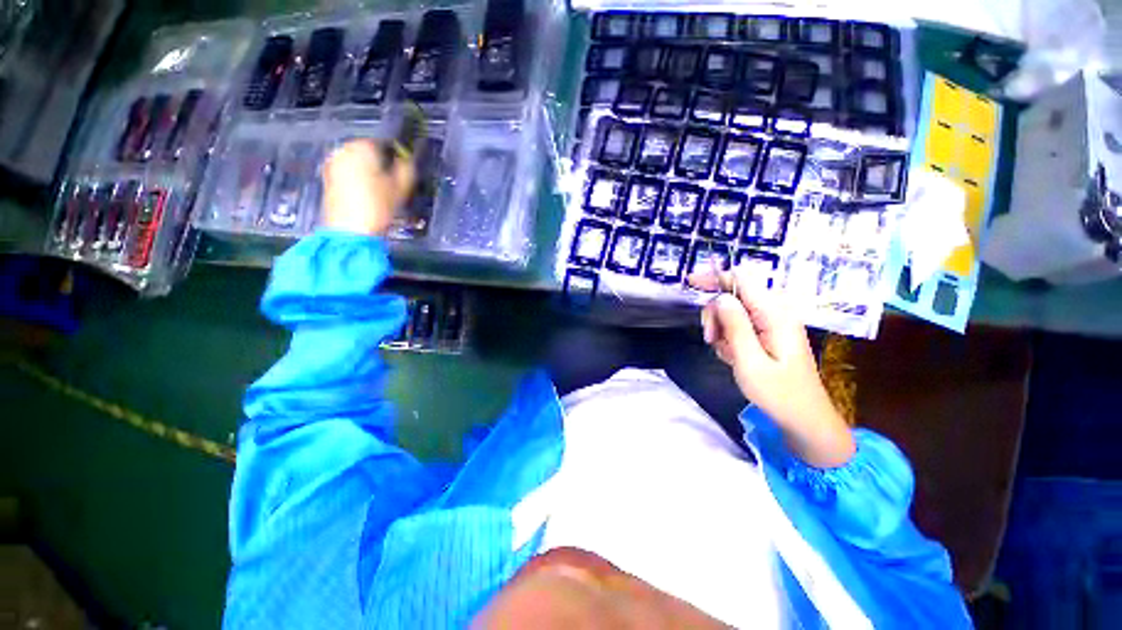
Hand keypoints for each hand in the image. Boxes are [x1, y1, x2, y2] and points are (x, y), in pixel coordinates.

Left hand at [321, 140, 415, 235]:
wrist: (350, 230)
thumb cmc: (378, 206)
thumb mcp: (401, 187)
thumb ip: (407, 167)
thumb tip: (409, 158)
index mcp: (362, 147)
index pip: (384, 143)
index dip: (396, 155)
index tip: (403, 169)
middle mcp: (343, 150)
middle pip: (368, 151)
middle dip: (380, 163)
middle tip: (393, 180)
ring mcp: (332, 163)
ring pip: (357, 162)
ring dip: (369, 171)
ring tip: (381, 189)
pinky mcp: (327, 178)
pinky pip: (347, 173)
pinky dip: (357, 179)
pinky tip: (367, 194)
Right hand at [690, 268, 854, 466]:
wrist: (804, 419)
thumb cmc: (778, 393)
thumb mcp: (750, 361)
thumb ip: (735, 326)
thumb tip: (721, 297)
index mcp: (775, 314)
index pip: (742, 279)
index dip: (715, 277)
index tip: (690, 284)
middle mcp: (775, 312)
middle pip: (734, 295)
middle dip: (716, 314)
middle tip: (709, 339)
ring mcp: (772, 323)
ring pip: (733, 311)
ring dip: (721, 329)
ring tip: (724, 353)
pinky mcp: (768, 333)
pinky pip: (740, 325)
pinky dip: (729, 338)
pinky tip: (732, 356)